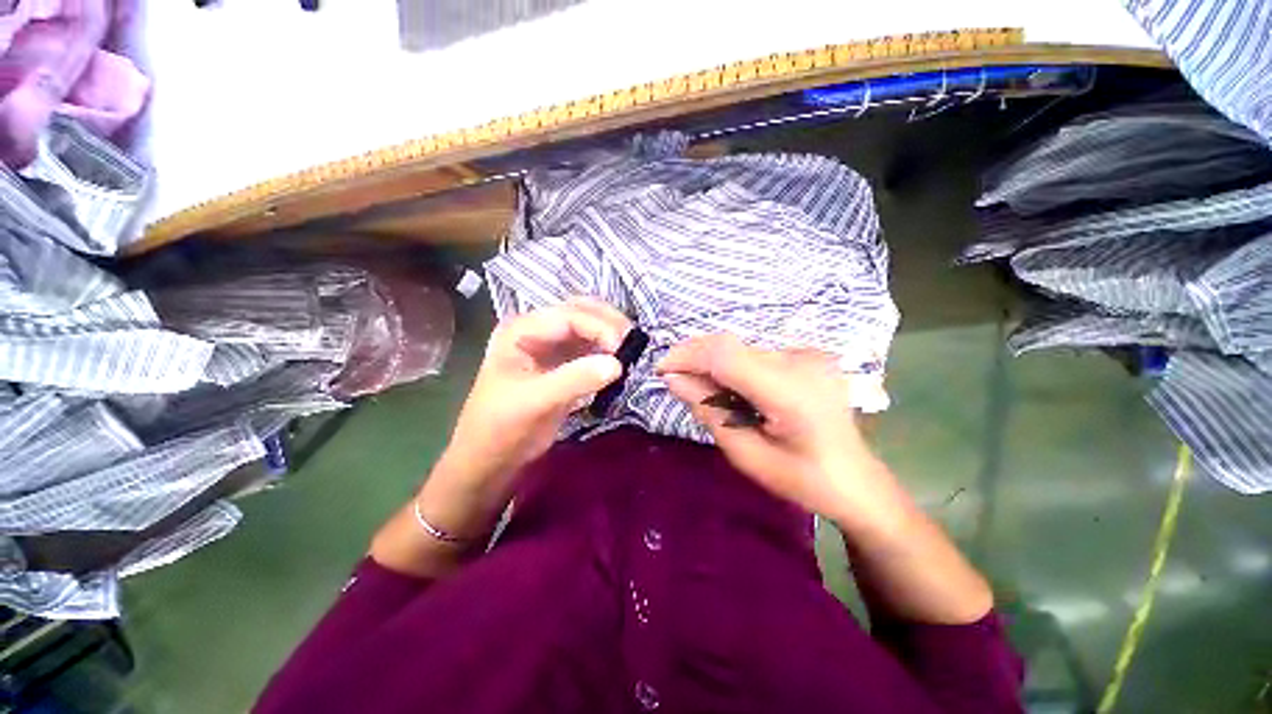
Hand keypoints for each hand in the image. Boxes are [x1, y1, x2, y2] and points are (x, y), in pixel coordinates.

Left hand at [442, 297, 630, 490]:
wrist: (488, 459)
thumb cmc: (501, 426)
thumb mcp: (535, 401)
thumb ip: (574, 379)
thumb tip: (618, 364)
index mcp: (520, 330)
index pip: (568, 315)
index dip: (599, 326)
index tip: (625, 348)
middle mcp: (534, 332)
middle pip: (579, 313)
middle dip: (608, 324)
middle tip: (636, 344)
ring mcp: (547, 350)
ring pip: (587, 332)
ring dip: (609, 339)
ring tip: (634, 354)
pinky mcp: (559, 370)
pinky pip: (587, 353)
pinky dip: (605, 357)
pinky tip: (622, 367)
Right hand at [658, 334, 903, 530]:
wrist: (854, 479)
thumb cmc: (803, 480)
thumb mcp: (749, 456)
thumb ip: (711, 413)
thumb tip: (675, 380)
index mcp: (790, 391)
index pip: (726, 354)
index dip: (688, 355)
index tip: (661, 371)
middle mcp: (803, 361)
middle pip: (736, 349)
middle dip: (702, 363)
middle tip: (684, 390)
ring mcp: (813, 355)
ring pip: (749, 351)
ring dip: (725, 368)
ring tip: (719, 401)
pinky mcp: (815, 356)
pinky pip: (767, 356)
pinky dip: (747, 370)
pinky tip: (748, 398)